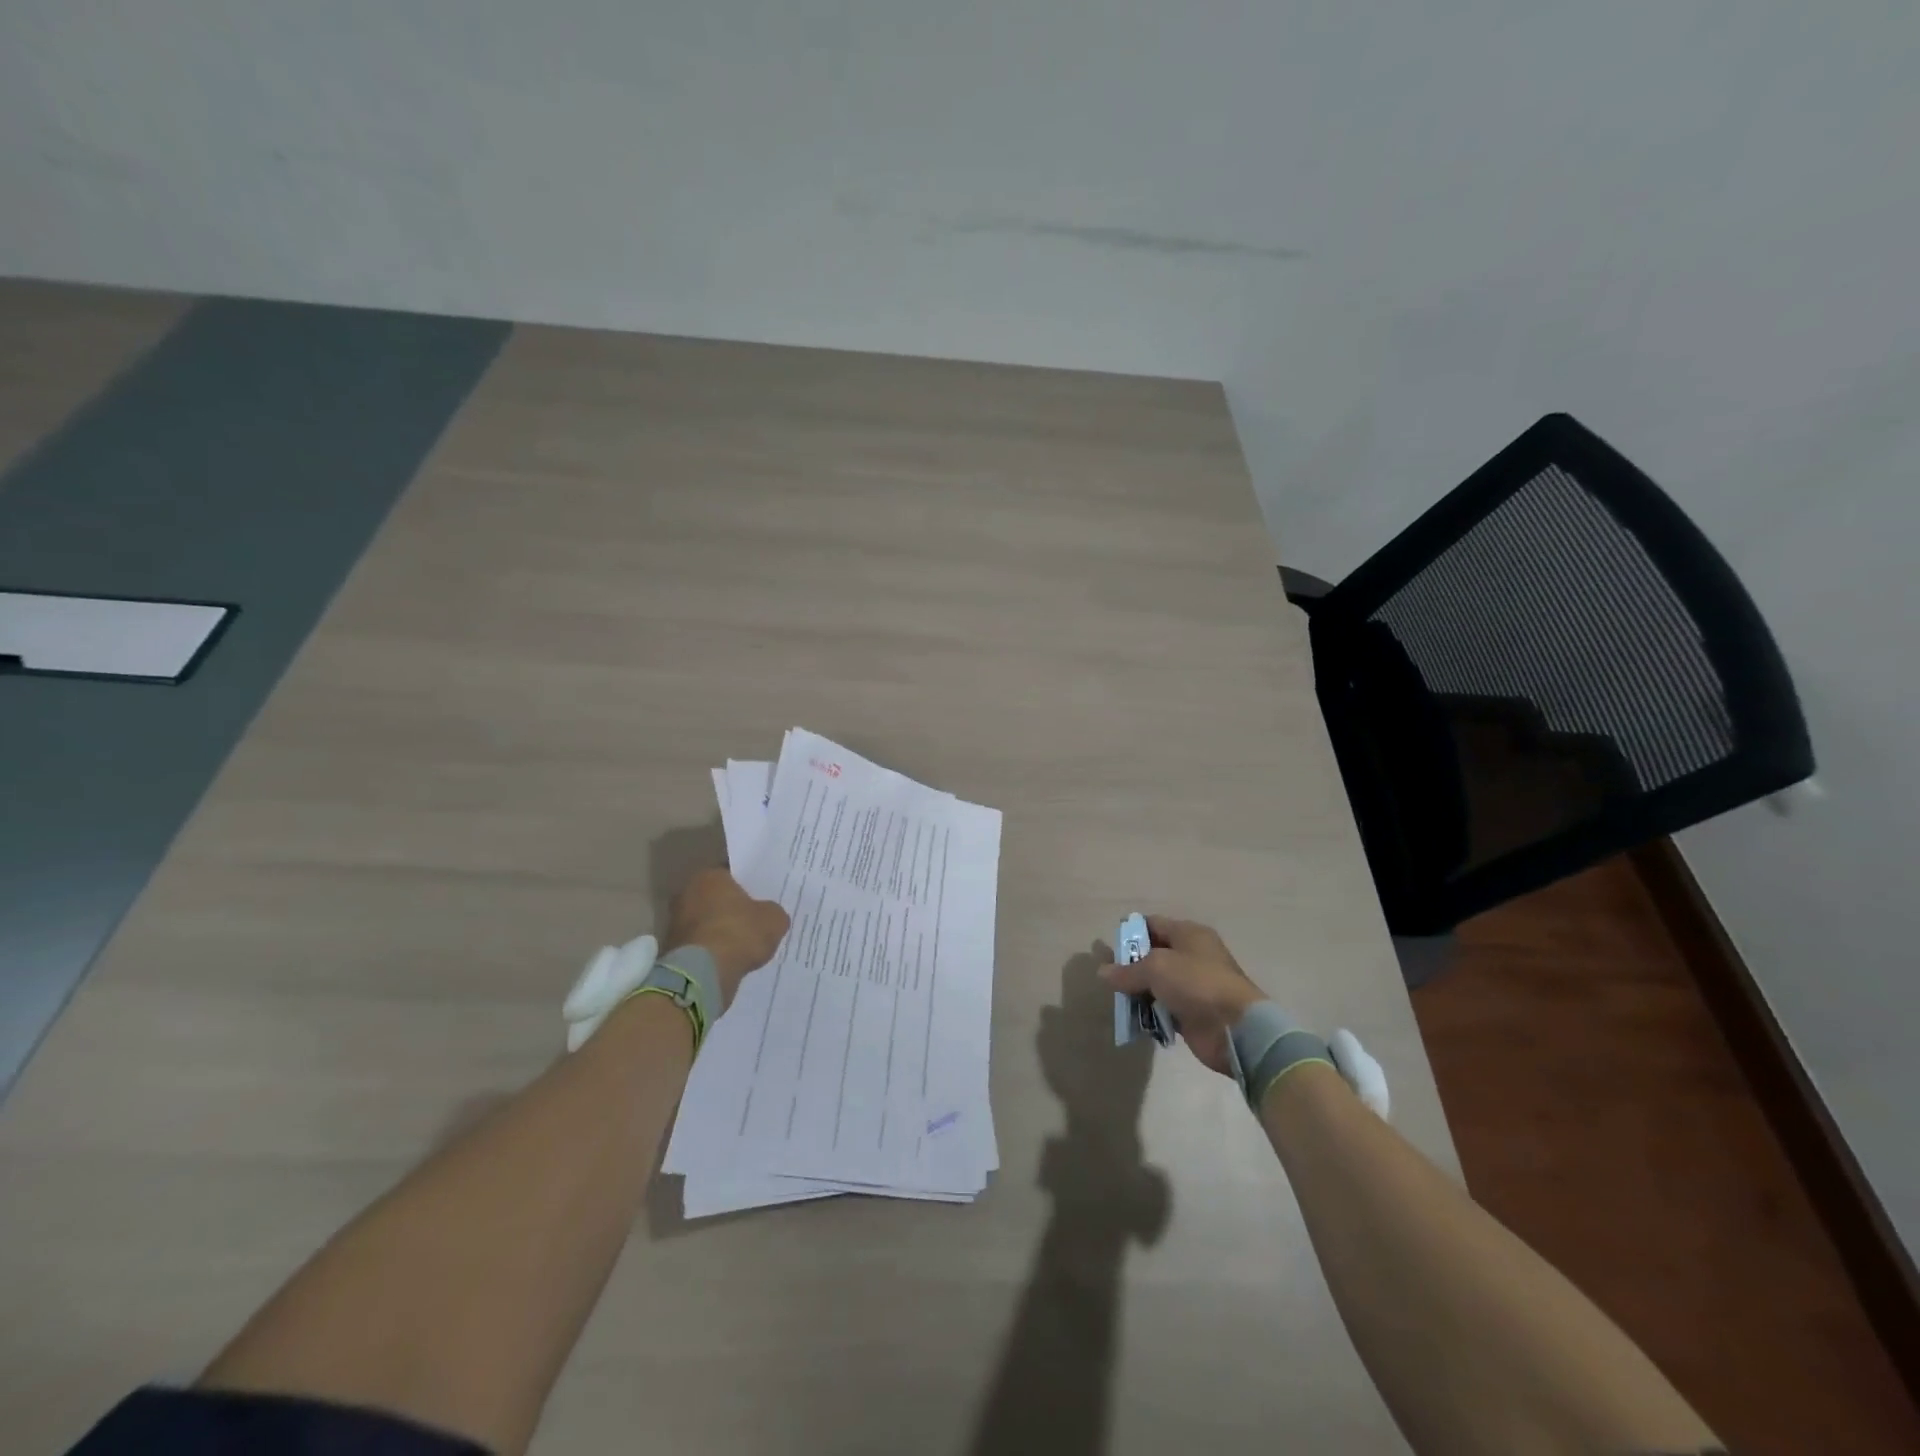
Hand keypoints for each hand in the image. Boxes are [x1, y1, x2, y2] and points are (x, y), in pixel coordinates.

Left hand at [664, 869, 790, 1006]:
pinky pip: (700, 945)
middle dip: (732, 908)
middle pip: (716, 898)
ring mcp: (675, 923)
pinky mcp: (672, 950)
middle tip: (755, 919)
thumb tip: (770, 916)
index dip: (749, 885)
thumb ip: (773, 912)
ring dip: (721, 931)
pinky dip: (712, 951)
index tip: (762, 895)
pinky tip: (730, 960)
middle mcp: (687, 894)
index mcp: (709, 876)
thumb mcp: (774, 919)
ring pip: (706, 922)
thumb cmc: (739, 934)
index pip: (732, 874)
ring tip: (744, 944)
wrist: (703, 974)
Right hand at [1100, 916, 1265, 1076]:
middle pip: (1153, 954)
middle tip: (1107, 976)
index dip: (1130, 932)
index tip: (1108, 945)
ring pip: (1156, 983)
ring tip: (1116, 999)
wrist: (1234, 1028)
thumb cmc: (1196, 983)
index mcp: (1189, 934)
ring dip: (1138, 991)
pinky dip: (1149, 1011)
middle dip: (1129, 964)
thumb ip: (1127, 970)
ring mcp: (1193, 985)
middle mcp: (1192, 956)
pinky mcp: (1192, 1012)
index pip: (1152, 924)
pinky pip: (1163, 1007)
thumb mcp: (1156, 968)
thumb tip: (1102, 972)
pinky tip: (1133, 1017)